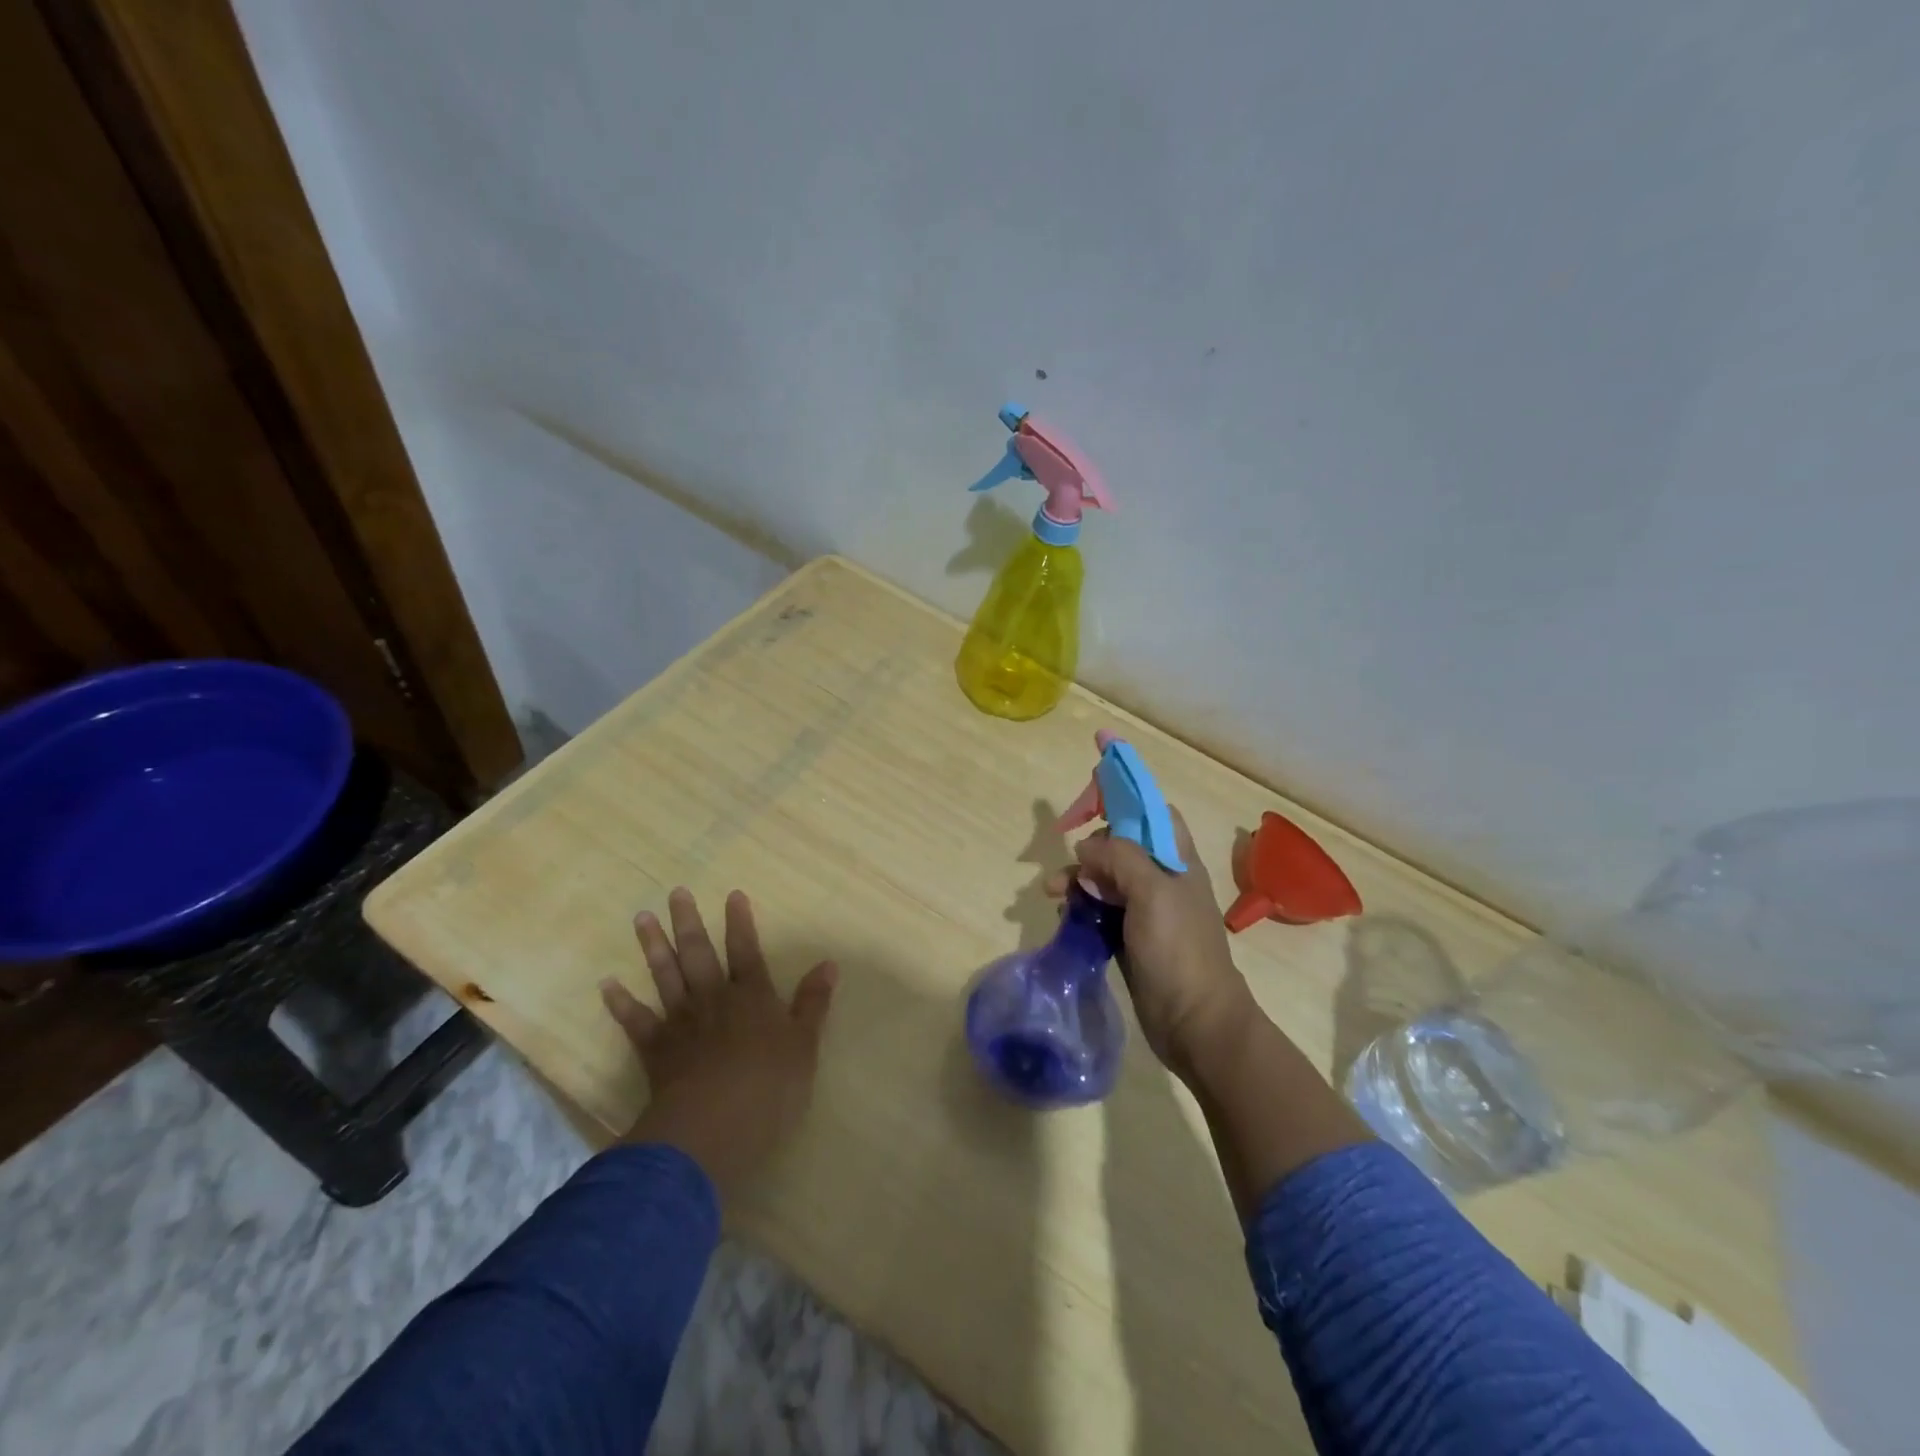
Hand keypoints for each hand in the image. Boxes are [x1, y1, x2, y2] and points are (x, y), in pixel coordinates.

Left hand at [600, 887, 836, 1196]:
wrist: (712, 1127)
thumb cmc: (768, 1087)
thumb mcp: (804, 1045)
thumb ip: (813, 1003)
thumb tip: (829, 964)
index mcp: (752, 997)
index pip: (746, 950)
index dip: (740, 922)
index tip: (732, 894)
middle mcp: (714, 1000)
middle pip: (699, 953)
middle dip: (688, 922)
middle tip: (675, 892)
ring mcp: (681, 1023)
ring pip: (665, 976)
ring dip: (653, 946)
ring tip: (641, 918)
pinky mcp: (655, 1050)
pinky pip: (635, 1021)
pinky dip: (621, 1003)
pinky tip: (608, 984)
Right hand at [1047, 808, 1251, 1076]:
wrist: (1195, 1023)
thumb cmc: (1179, 950)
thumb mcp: (1152, 893)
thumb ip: (1119, 858)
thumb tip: (1086, 848)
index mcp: (1177, 862)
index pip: (1153, 815)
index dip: (1124, 806)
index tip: (1089, 811)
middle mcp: (1162, 880)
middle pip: (1120, 848)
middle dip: (1089, 852)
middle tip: (1066, 870)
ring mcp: (1145, 912)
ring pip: (1105, 880)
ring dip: (1077, 881)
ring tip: (1054, 896)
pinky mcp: (1130, 939)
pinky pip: (1099, 911)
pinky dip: (1080, 909)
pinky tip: (1066, 918)